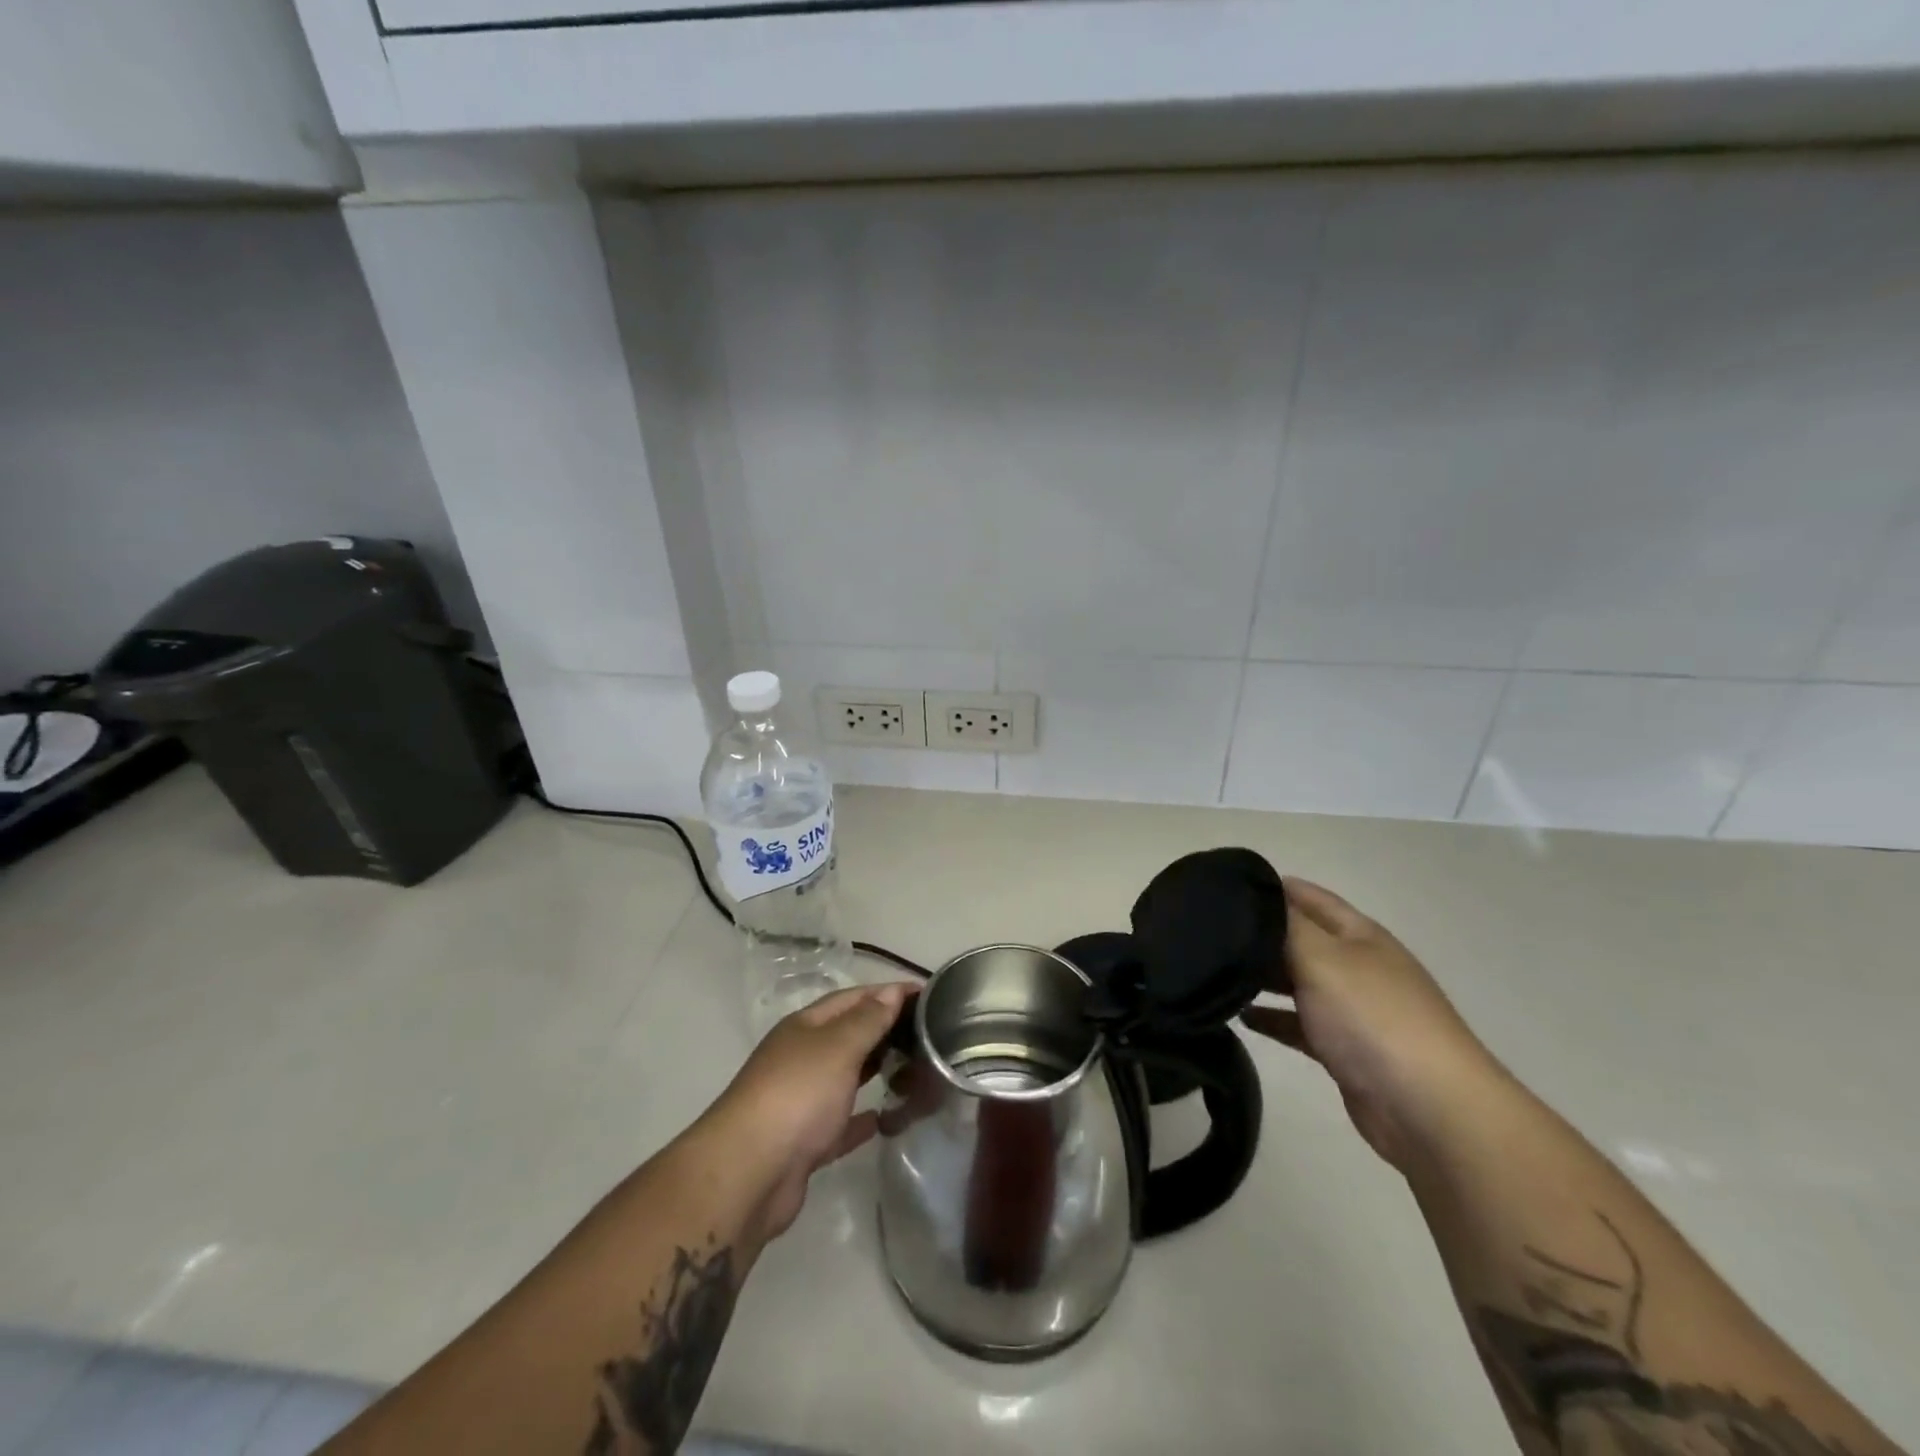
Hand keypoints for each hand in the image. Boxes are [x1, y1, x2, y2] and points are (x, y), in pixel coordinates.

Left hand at [703, 983, 910, 1240]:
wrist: (749, 1174)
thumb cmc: (797, 1095)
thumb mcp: (838, 1047)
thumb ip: (868, 1021)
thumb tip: (891, 991)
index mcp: (805, 1028)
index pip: (852, 998)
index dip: (887, 992)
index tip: (926, 994)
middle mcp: (801, 1058)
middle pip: (848, 1035)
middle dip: (884, 1030)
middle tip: (928, 1033)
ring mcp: (801, 1102)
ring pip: (846, 1078)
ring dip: (875, 1071)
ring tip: (915, 1069)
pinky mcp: (805, 1143)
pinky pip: (841, 1123)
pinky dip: (863, 1119)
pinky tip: (888, 1119)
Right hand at [1241, 878, 1502, 1172]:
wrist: (1429, 1109)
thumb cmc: (1372, 1017)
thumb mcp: (1321, 957)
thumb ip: (1283, 925)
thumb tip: (1253, 895)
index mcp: (1358, 934)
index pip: (1306, 896)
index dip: (1268, 887)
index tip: (1220, 886)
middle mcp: (1356, 965)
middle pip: (1299, 939)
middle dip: (1258, 934)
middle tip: (1206, 931)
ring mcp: (1353, 1009)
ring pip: (1297, 981)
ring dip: (1261, 976)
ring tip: (1215, 972)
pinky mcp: (1344, 1049)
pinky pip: (1299, 1024)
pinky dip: (1272, 1017)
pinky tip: (1242, 1018)